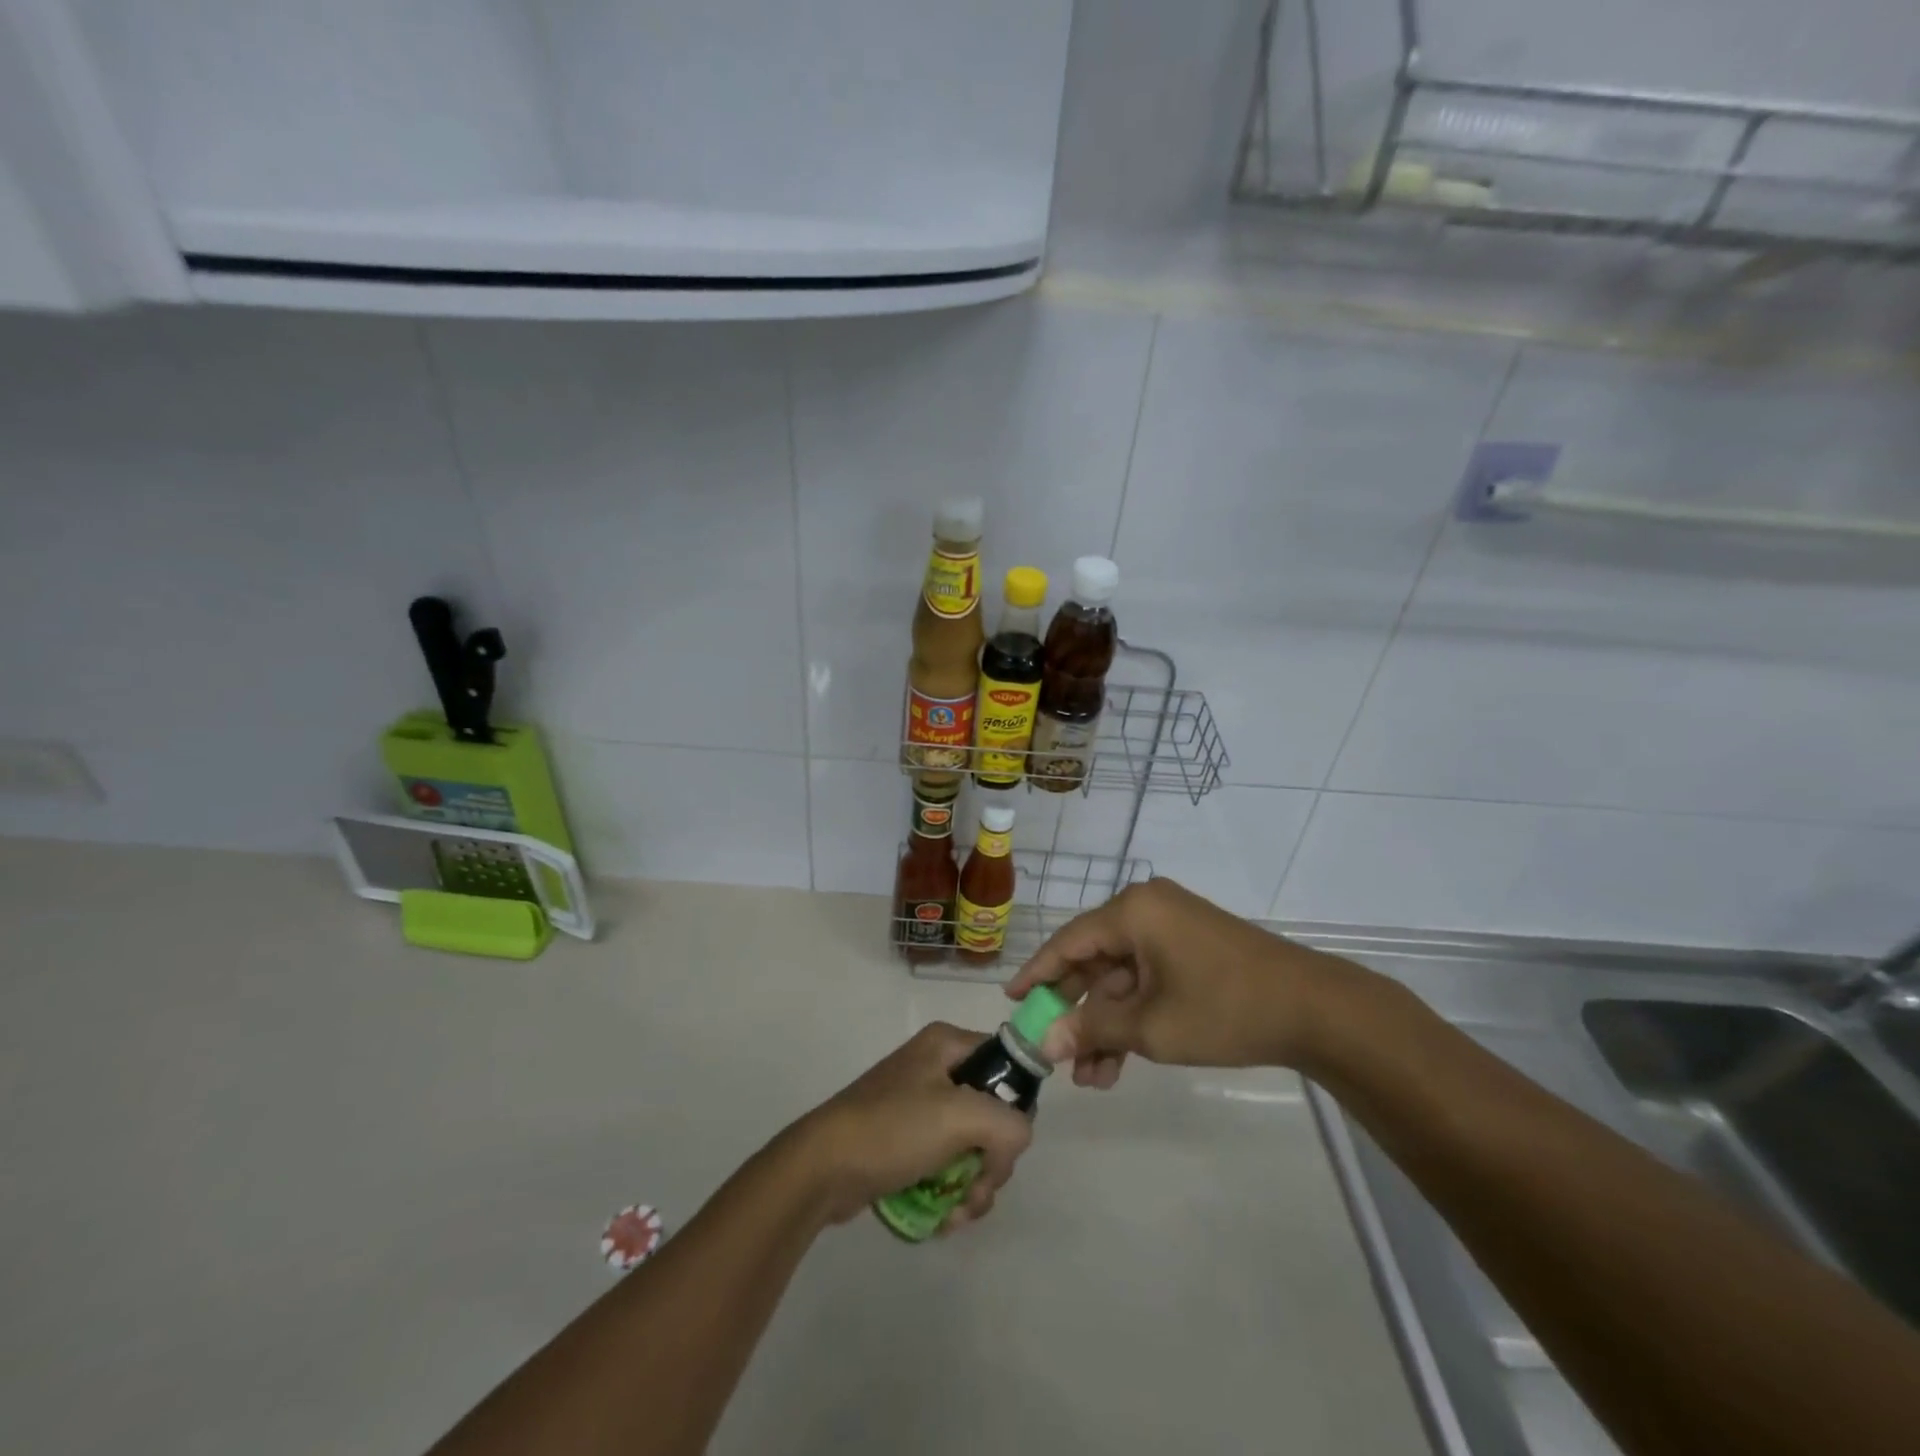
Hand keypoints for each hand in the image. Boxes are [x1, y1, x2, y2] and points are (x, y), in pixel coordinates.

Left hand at [783, 1023, 1033, 1229]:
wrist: (822, 1168)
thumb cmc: (892, 1129)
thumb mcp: (960, 1117)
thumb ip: (1009, 1124)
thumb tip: (1016, 1141)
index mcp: (948, 1045)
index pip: (1007, 1065)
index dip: (1015, 1106)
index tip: (1005, 1145)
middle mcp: (936, 1068)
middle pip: (993, 1114)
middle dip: (992, 1162)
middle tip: (978, 1189)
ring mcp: (919, 1107)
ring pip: (973, 1146)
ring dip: (974, 1186)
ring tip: (956, 1213)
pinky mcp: (906, 1142)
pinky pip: (947, 1165)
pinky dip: (951, 1193)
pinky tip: (941, 1218)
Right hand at [1006, 878, 1343, 1087]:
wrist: (1315, 1011)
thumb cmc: (1224, 1009)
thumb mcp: (1151, 1027)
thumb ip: (1093, 1030)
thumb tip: (1045, 1042)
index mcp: (1132, 912)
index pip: (1068, 942)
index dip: (1037, 974)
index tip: (1010, 1001)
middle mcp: (1147, 910)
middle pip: (1094, 961)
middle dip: (1076, 1013)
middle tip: (1053, 1053)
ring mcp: (1171, 929)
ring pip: (1121, 978)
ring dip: (1106, 1025)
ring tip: (1092, 1079)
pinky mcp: (1190, 948)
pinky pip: (1147, 979)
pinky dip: (1134, 1016)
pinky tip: (1119, 1063)